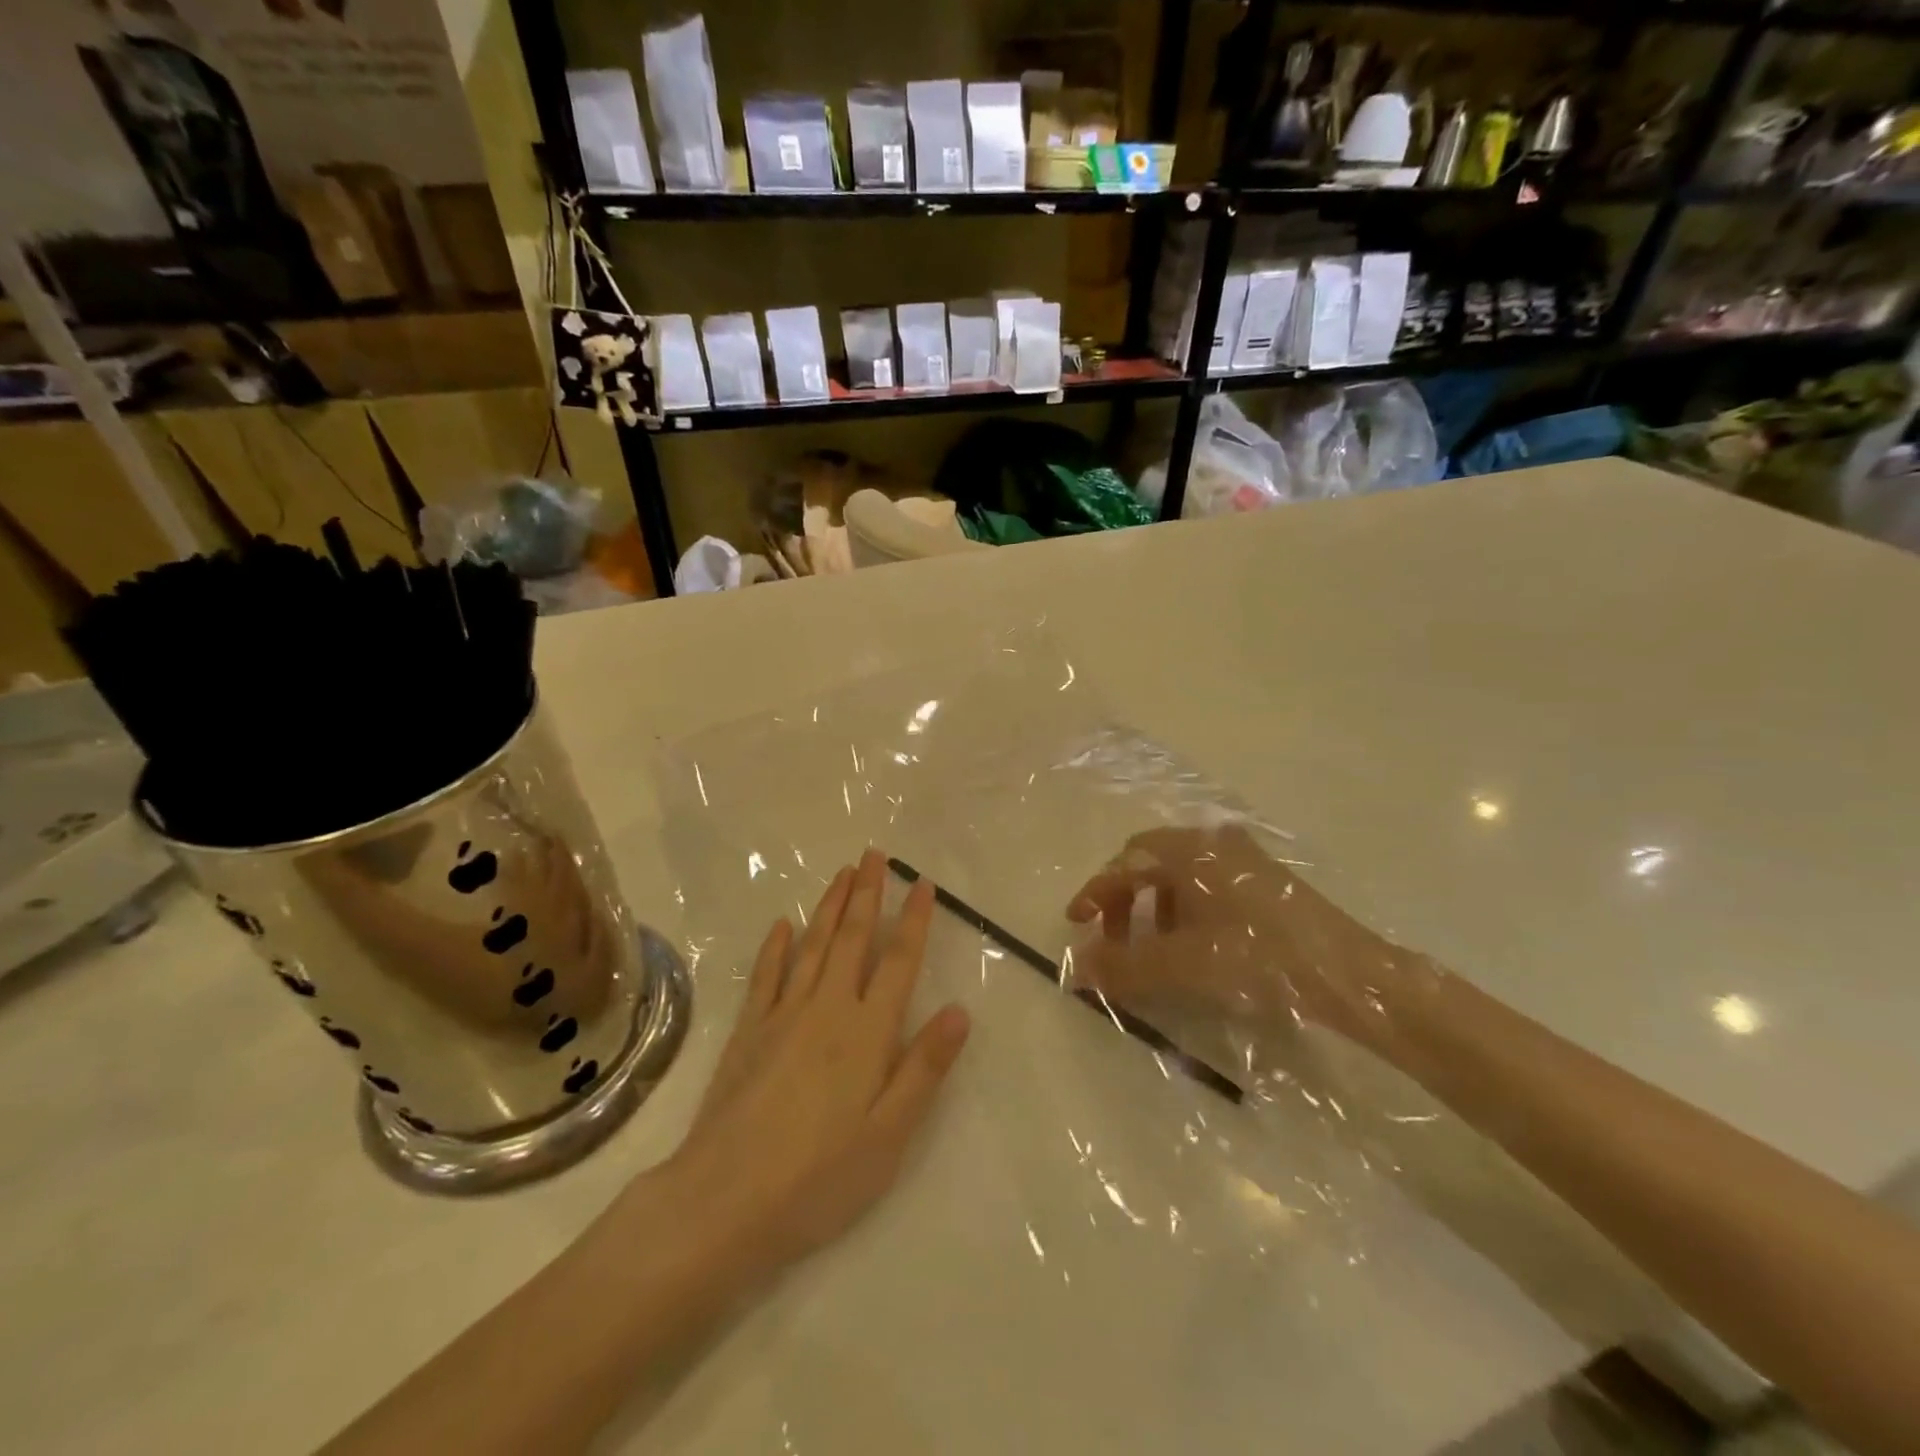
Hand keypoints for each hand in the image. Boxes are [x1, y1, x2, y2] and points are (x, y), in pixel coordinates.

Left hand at [664, 851, 971, 1283]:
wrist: (724, 1201)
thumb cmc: (819, 1177)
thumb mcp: (889, 1135)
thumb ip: (924, 1068)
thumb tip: (958, 1010)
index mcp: (867, 1032)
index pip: (898, 962)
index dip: (914, 920)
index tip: (922, 883)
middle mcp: (827, 1009)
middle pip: (853, 938)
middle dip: (867, 893)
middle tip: (874, 855)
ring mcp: (783, 1015)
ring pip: (813, 945)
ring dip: (830, 906)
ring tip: (843, 873)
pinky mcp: (748, 1031)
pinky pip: (766, 975)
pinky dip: (776, 946)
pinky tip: (783, 925)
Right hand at [1066, 825, 1412, 1050]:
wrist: (1350, 976)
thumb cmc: (1258, 959)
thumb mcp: (1182, 966)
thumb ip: (1122, 966)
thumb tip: (1074, 969)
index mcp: (1190, 850)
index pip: (1125, 862)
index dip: (1095, 893)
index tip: (1077, 925)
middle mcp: (1214, 842)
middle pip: (1150, 863)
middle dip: (1124, 901)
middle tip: (1116, 941)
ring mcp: (1244, 859)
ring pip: (1180, 876)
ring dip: (1155, 908)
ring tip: (1155, 949)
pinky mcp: (1266, 882)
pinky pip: (1207, 887)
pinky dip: (1185, 912)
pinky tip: (1195, 946)